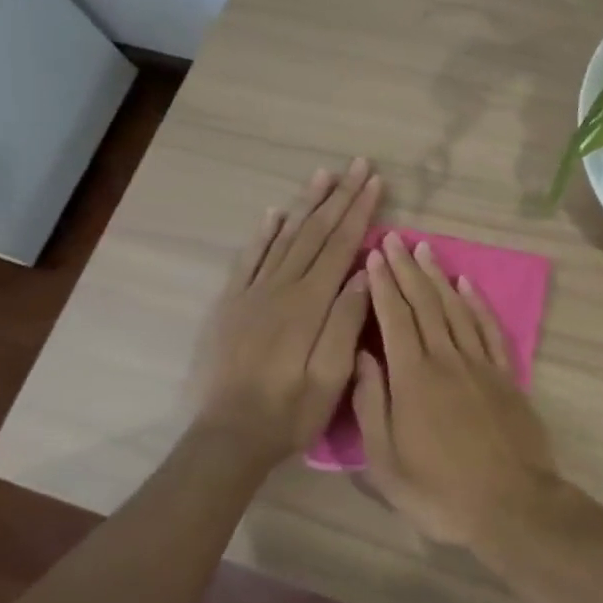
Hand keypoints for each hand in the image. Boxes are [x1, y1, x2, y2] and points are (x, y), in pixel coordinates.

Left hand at [195, 159, 381, 463]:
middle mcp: (280, 287)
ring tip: (323, 175)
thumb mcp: (331, 375)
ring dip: (305, 204)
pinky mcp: (230, 305)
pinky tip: (274, 214)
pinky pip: (248, 258)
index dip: (360, 211)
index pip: (341, 245)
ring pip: (283, 237)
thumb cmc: (289, 411)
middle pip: (314, 232)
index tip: (375, 182)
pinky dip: (263, 233)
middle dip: (339, 196)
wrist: (227, 437)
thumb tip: (366, 270)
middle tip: (357, 165)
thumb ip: (347, 319)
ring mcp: (251, 293)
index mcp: (309, 303)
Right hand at [353, 232, 562, 546]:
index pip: (394, 318)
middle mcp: (447, 359)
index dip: (383, 284)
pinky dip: (476, 303)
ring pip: (455, 308)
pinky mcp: (506, 375)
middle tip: (395, 239)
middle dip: (406, 269)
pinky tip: (466, 285)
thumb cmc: (439, 491)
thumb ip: (372, 404)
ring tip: (425, 250)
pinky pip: (489, 329)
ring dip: (438, 277)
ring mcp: (481, 364)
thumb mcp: (386, 462)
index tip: (373, 255)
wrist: (511, 504)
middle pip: (424, 304)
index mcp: (413, 378)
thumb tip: (361, 356)